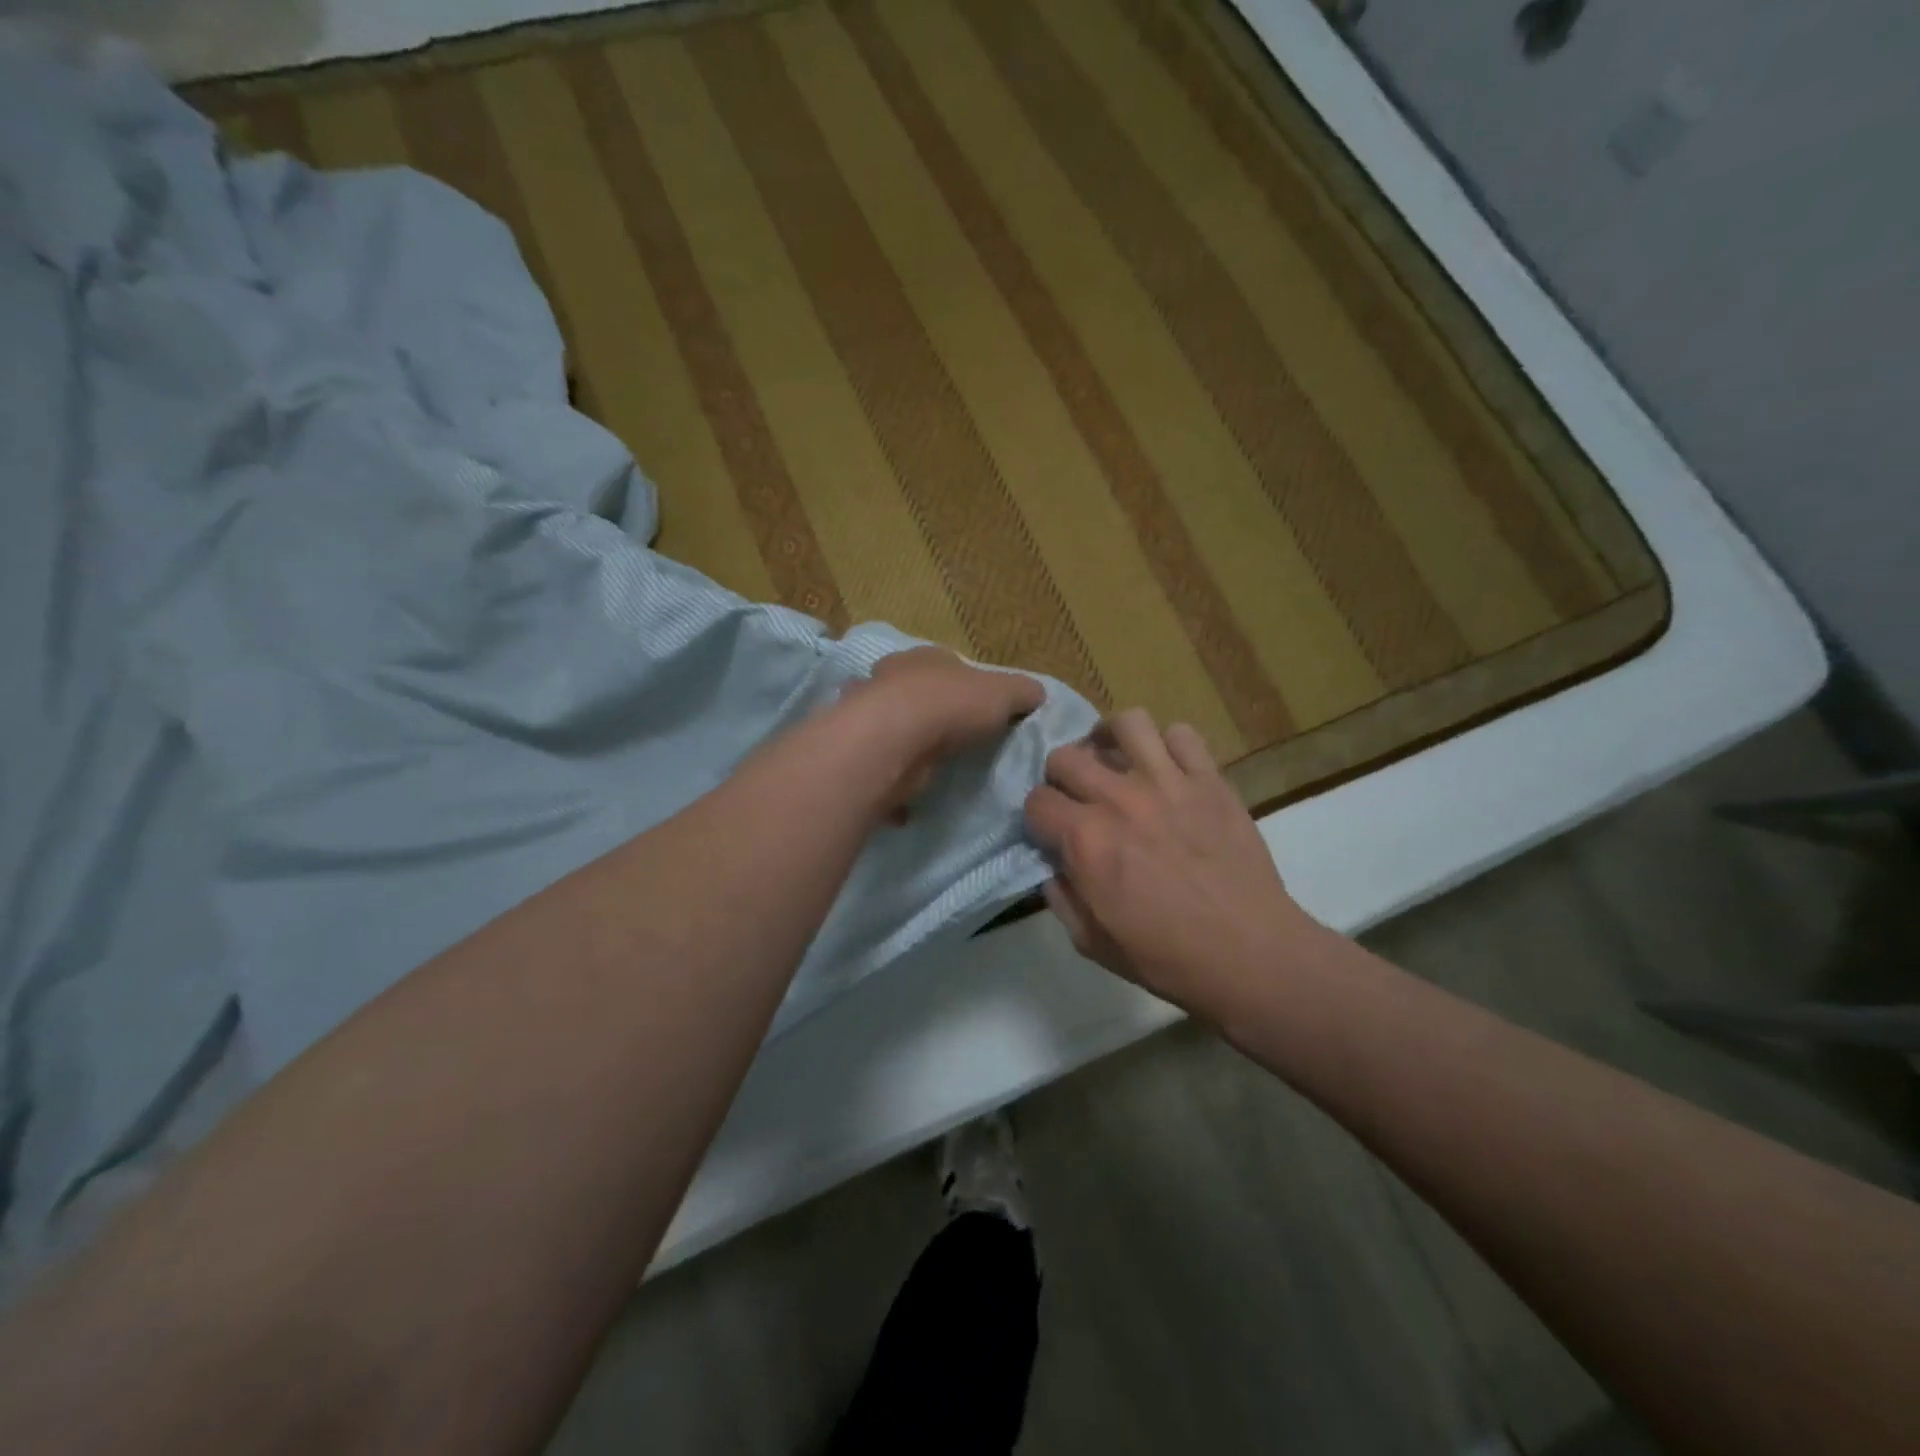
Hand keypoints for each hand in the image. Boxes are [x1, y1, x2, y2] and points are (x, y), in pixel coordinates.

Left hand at [842, 647, 1044, 816]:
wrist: (894, 741)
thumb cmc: (950, 705)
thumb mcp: (1004, 692)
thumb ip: (1023, 693)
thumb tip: (1037, 695)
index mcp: (924, 658)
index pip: (948, 666)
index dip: (966, 686)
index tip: (983, 711)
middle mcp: (889, 680)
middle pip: (916, 696)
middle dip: (933, 716)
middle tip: (959, 743)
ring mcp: (869, 717)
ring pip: (894, 731)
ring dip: (911, 748)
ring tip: (936, 771)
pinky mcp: (862, 753)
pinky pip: (883, 770)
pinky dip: (895, 784)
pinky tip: (911, 802)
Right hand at [1024, 709, 1321, 1016]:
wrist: (1249, 954)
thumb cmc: (1165, 957)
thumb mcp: (1091, 942)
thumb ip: (1061, 897)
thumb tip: (1053, 866)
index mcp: (1085, 840)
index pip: (1036, 801)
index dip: (1038, 818)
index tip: (1051, 832)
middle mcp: (1119, 800)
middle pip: (1066, 756)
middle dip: (1061, 776)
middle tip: (1078, 796)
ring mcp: (1168, 783)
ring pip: (1126, 724)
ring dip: (1111, 740)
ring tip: (1116, 759)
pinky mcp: (1210, 780)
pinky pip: (1182, 735)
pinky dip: (1168, 745)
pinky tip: (1167, 768)